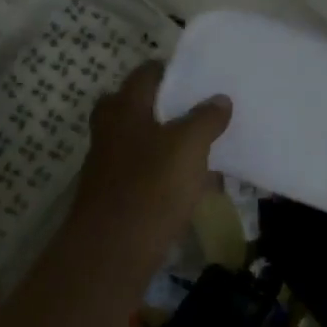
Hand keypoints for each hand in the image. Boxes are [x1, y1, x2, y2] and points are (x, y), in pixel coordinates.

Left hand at [71, 61, 231, 266]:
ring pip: (138, 141)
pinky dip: (162, 173)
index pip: (146, 73)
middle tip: (193, 110)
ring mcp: (107, 166)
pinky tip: (190, 186)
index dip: (170, 70)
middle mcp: (110, 130)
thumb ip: (206, 118)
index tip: (197, 75)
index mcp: (125, 108)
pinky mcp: (113, 198)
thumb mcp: (189, 145)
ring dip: (164, 141)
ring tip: (201, 148)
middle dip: (161, 106)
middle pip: (134, 106)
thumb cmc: (151, 187)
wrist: (110, 255)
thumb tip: (219, 99)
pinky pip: (142, 173)